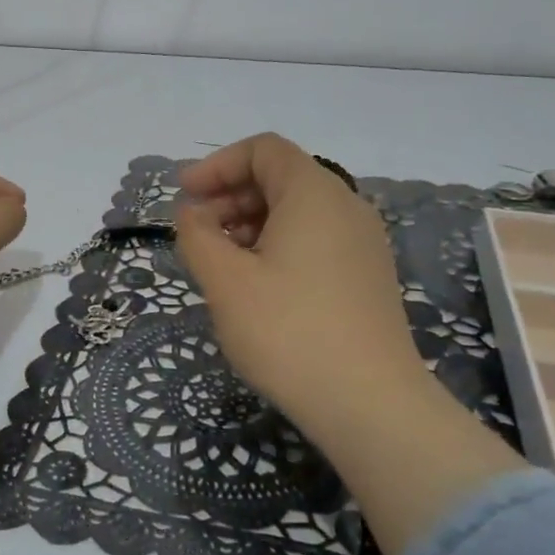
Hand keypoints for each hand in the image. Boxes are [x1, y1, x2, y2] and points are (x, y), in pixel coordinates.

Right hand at [174, 134, 423, 442]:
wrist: (370, 404)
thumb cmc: (288, 331)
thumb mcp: (226, 281)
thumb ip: (198, 236)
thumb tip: (193, 215)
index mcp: (314, 193)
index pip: (263, 150)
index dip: (217, 165)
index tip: (184, 197)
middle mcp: (346, 207)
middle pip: (282, 178)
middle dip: (230, 196)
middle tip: (196, 233)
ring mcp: (364, 244)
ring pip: (298, 213)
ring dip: (251, 224)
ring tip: (220, 263)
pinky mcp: (368, 278)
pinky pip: (316, 242)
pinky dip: (278, 247)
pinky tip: (256, 287)